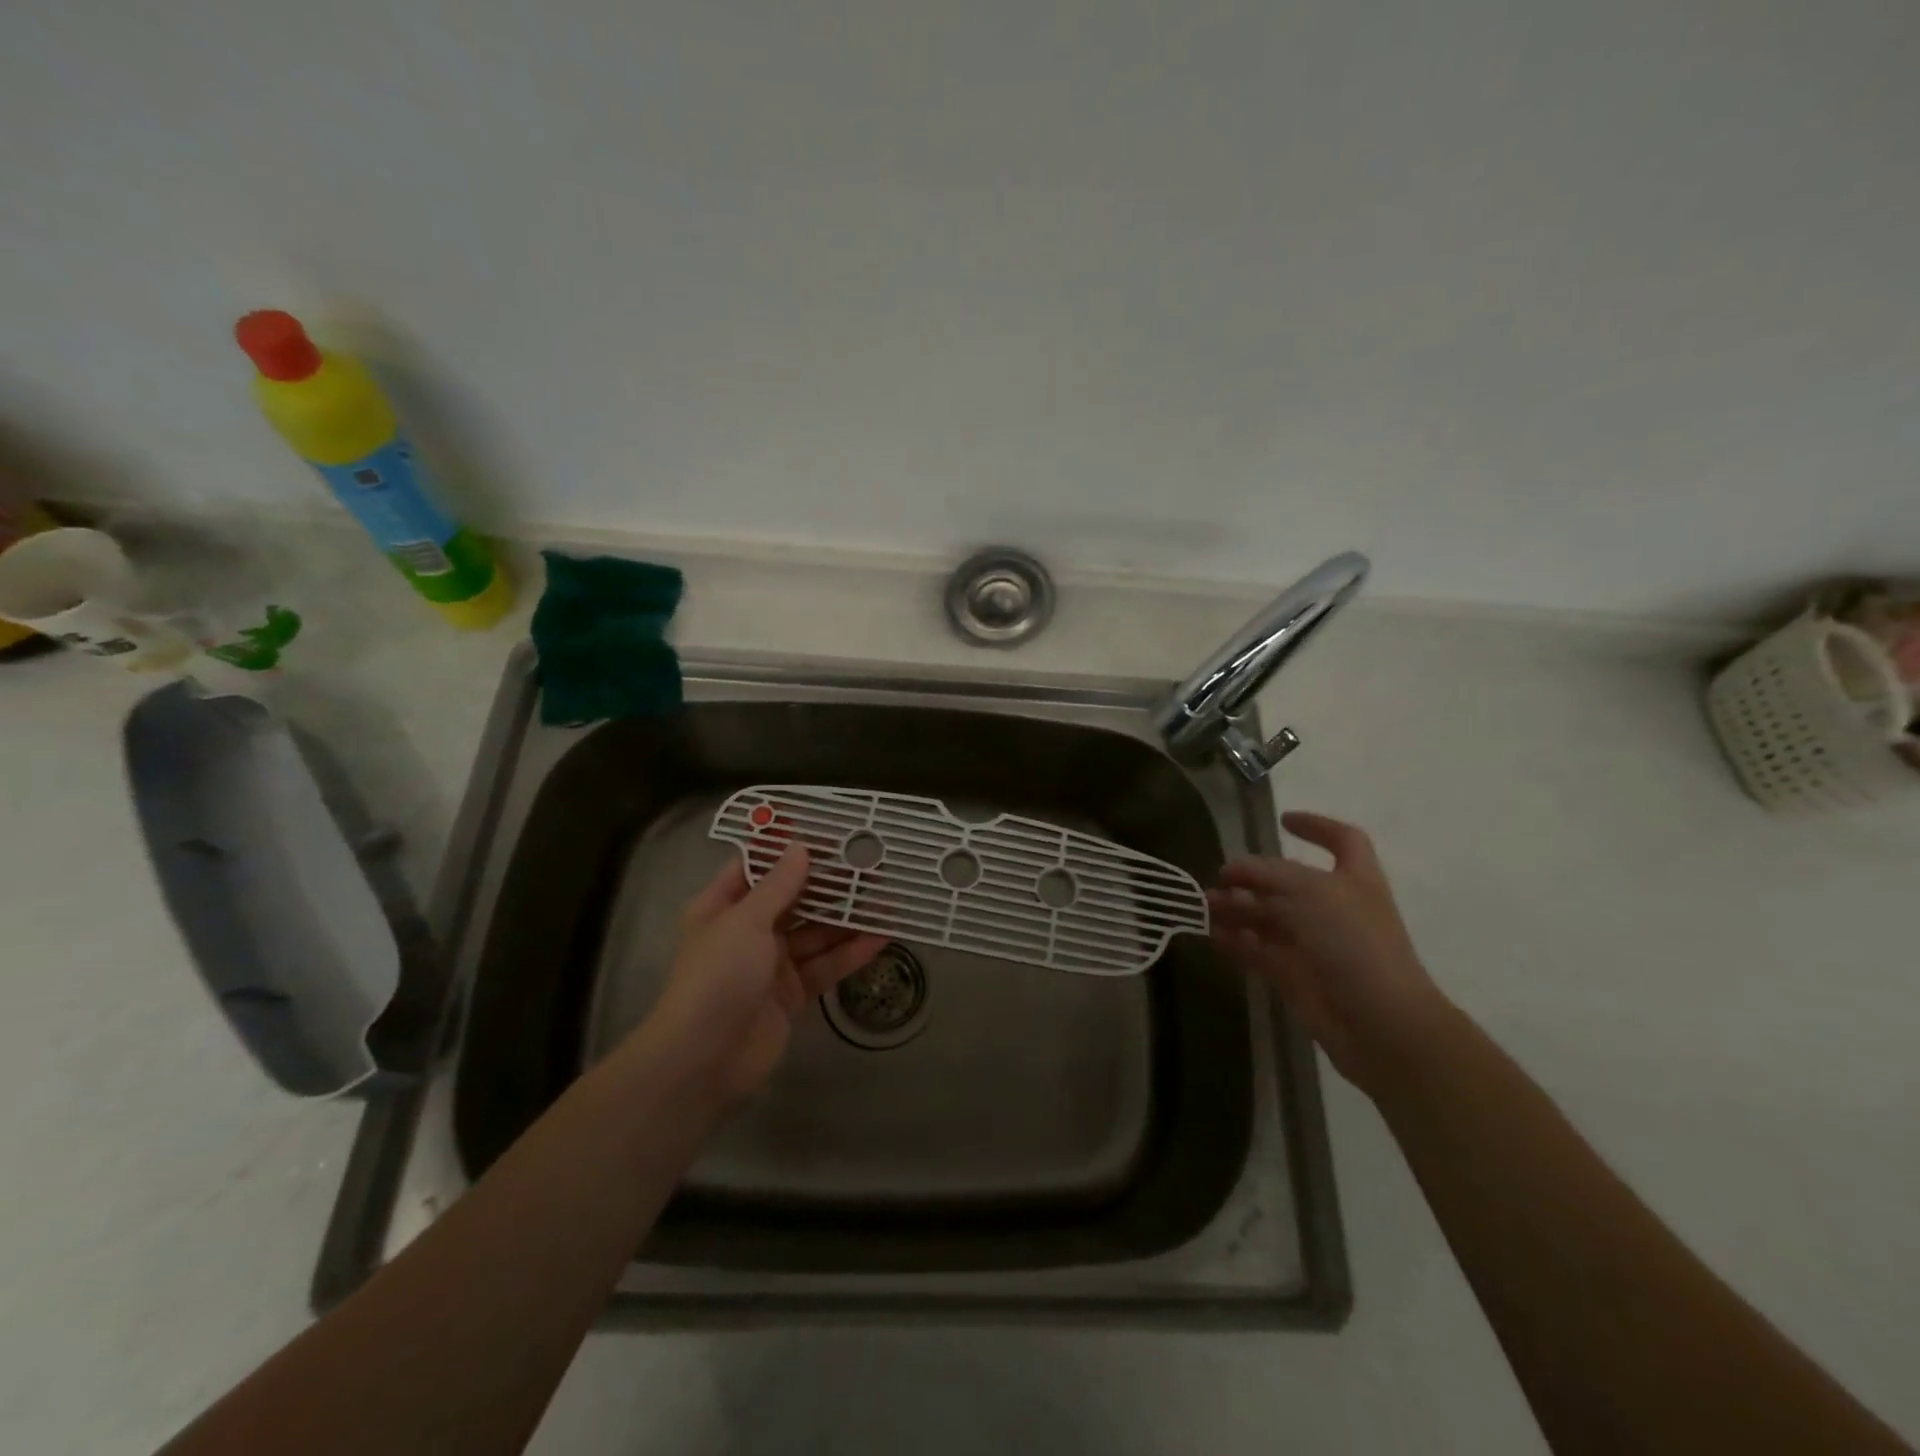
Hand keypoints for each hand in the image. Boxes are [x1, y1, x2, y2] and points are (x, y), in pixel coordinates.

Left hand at [645, 847, 888, 1108]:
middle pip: (795, 900)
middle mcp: (748, 931)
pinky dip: (850, 952)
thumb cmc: (717, 977)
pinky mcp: (792, 994)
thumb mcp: (745, 921)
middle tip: (871, 868)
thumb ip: (778, 885)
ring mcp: (772, 964)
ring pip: (816, 934)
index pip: (759, 868)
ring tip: (887, 901)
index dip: (791, 851)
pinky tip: (881, 938)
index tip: (830, 836)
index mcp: (724, 907)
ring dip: (848, 919)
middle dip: (831, 886)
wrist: (704, 1060)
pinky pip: (825, 965)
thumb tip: (800, 847)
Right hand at [1208, 811, 1453, 1093]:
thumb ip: (1267, 875)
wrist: (1379, 1022)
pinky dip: (1237, 942)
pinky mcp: (1297, 975)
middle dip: (1253, 877)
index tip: (1282, 820)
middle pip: (1289, 883)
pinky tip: (1213, 936)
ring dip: (1238, 909)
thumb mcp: (1309, 893)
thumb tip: (1232, 869)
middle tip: (1219, 878)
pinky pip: (1260, 951)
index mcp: (1354, 880)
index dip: (1316, 826)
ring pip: (1269, 917)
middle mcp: (1335, 908)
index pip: (1342, 841)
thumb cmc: (1353, 942)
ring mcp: (1316, 944)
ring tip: (1206, 907)